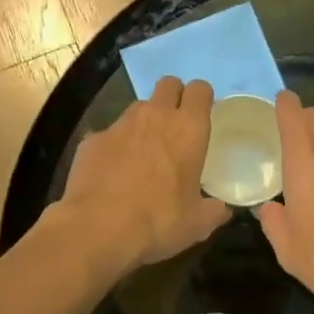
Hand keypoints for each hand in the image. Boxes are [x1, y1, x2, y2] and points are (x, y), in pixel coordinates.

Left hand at [58, 77, 230, 271]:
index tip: (202, 115)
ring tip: (144, 152)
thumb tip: (221, 208)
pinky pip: (109, 134)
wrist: (97, 228)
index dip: (202, 98)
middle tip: (175, 126)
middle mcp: (154, 116)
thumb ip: (214, 210)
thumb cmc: (159, 221)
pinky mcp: (92, 139)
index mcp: (188, 129)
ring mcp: (119, 125)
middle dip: (173, 97)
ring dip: (145, 121)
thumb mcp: (198, 223)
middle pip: (168, 84)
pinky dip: (115, 146)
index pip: (200, 89)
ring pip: (138, 107)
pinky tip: (113, 173)